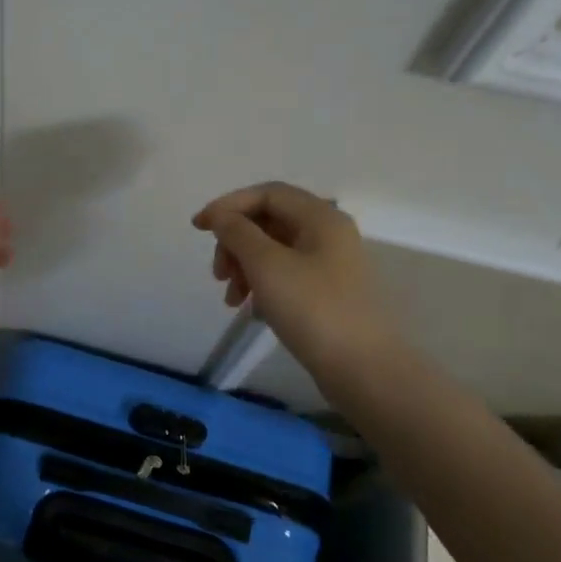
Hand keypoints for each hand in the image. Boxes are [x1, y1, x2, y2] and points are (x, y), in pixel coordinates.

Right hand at [192, 181, 398, 374]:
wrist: (362, 368)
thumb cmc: (312, 308)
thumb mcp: (266, 264)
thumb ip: (238, 232)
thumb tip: (220, 216)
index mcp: (320, 217)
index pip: (267, 193)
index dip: (228, 205)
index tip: (198, 228)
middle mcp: (328, 233)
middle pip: (269, 221)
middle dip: (235, 242)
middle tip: (218, 273)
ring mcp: (329, 264)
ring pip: (274, 251)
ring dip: (244, 267)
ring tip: (231, 299)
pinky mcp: (326, 292)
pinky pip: (284, 275)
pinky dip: (261, 285)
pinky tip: (252, 310)